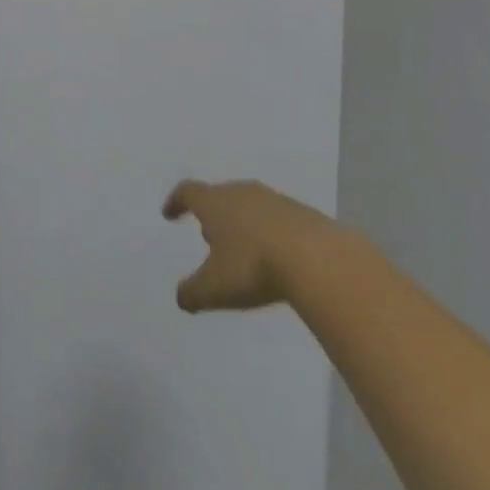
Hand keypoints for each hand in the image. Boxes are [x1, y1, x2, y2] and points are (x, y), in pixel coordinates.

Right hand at [163, 179, 337, 311]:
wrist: (319, 259)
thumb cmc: (254, 266)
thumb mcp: (215, 288)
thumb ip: (193, 292)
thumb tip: (181, 298)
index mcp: (214, 203)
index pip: (187, 192)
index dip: (176, 202)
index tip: (169, 214)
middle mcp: (240, 192)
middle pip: (219, 196)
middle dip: (211, 215)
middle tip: (208, 236)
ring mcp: (273, 200)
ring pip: (248, 206)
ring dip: (241, 223)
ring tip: (242, 248)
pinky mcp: (302, 214)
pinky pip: (276, 220)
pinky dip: (269, 234)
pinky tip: (276, 257)